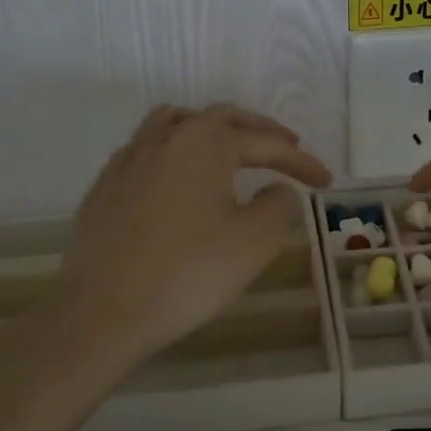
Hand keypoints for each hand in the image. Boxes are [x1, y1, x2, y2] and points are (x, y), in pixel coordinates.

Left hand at [52, 103, 331, 369]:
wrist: (103, 311)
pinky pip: (147, 148)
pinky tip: (177, 176)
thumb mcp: (254, 243)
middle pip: (221, 119)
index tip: (326, 182)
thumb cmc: (188, 273)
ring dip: (211, 129)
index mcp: (207, 143)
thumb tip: (277, 191)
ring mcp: (130, 159)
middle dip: (259, 133)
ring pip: (176, 122)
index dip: (301, 162)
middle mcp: (167, 138)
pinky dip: (174, 150)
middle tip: (286, 149)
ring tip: (229, 147)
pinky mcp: (105, 186)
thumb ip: (279, 206)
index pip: (266, 144)